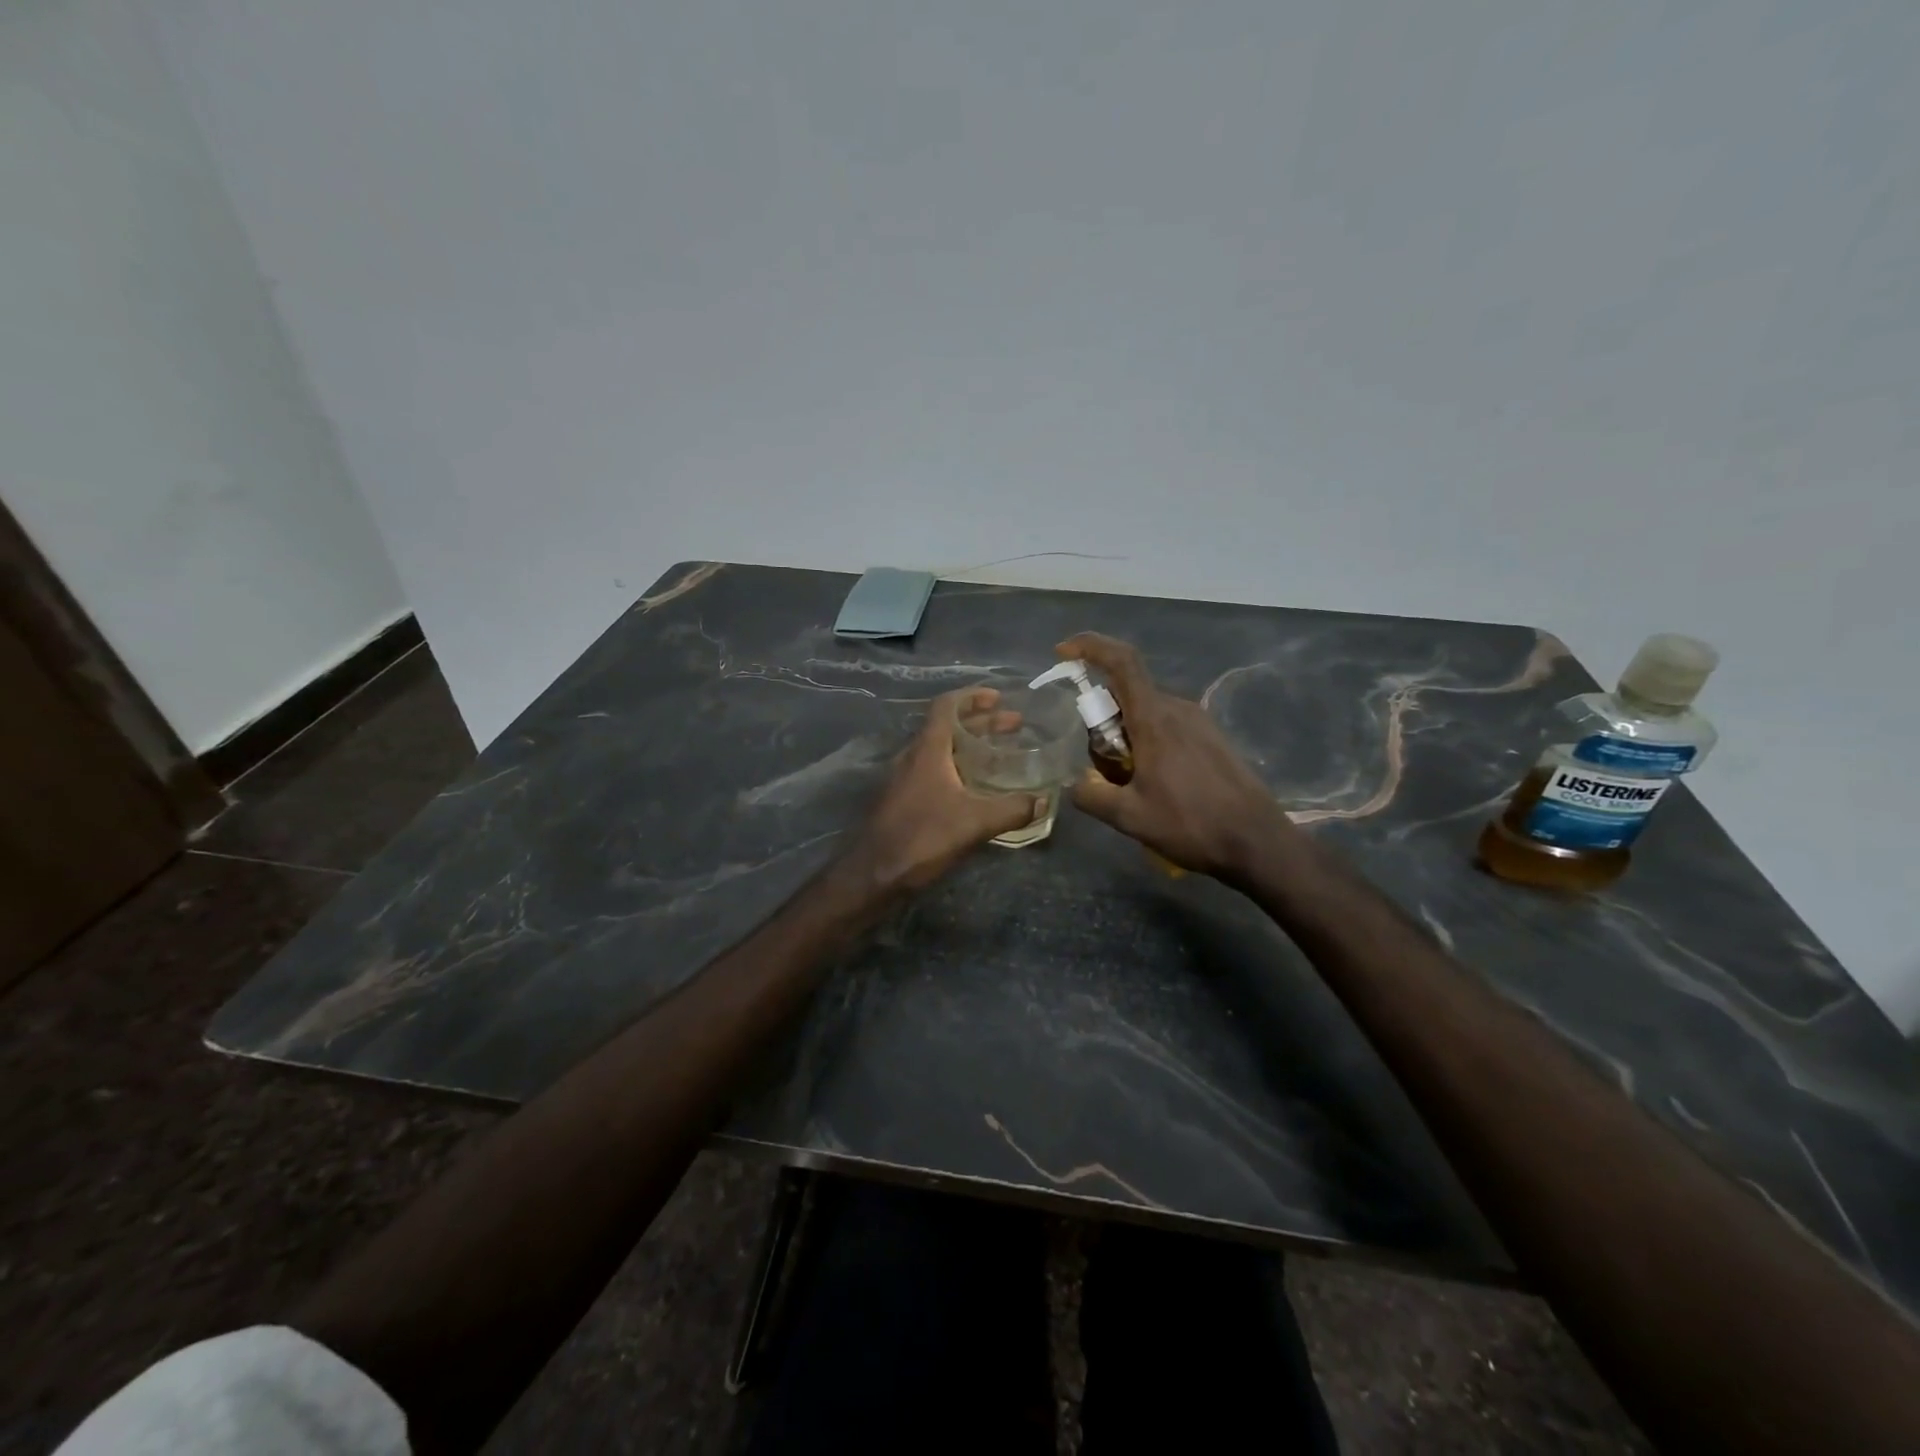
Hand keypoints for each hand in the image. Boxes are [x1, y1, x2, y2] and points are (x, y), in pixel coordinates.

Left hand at [847, 687, 1039, 892]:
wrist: (874, 873)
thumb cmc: (922, 837)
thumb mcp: (975, 822)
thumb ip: (1012, 809)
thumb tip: (1044, 801)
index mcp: (928, 750)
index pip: (947, 706)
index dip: (973, 696)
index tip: (999, 698)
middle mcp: (914, 756)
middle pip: (949, 727)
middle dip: (982, 723)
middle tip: (1014, 726)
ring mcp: (906, 778)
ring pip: (942, 750)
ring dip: (971, 746)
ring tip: (1001, 754)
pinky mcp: (904, 800)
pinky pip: (936, 771)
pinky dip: (960, 768)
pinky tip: (978, 788)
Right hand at [1058, 633, 1294, 881]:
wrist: (1258, 842)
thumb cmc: (1192, 824)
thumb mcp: (1129, 817)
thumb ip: (1092, 795)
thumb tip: (1075, 783)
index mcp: (1155, 719)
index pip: (1121, 662)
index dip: (1090, 646)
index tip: (1064, 651)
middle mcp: (1178, 709)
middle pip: (1127, 694)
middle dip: (1103, 718)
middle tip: (1101, 764)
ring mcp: (1199, 722)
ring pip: (1147, 712)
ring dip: (1127, 734)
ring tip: (1129, 783)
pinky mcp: (1212, 738)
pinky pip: (1168, 726)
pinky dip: (1149, 742)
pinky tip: (1156, 784)